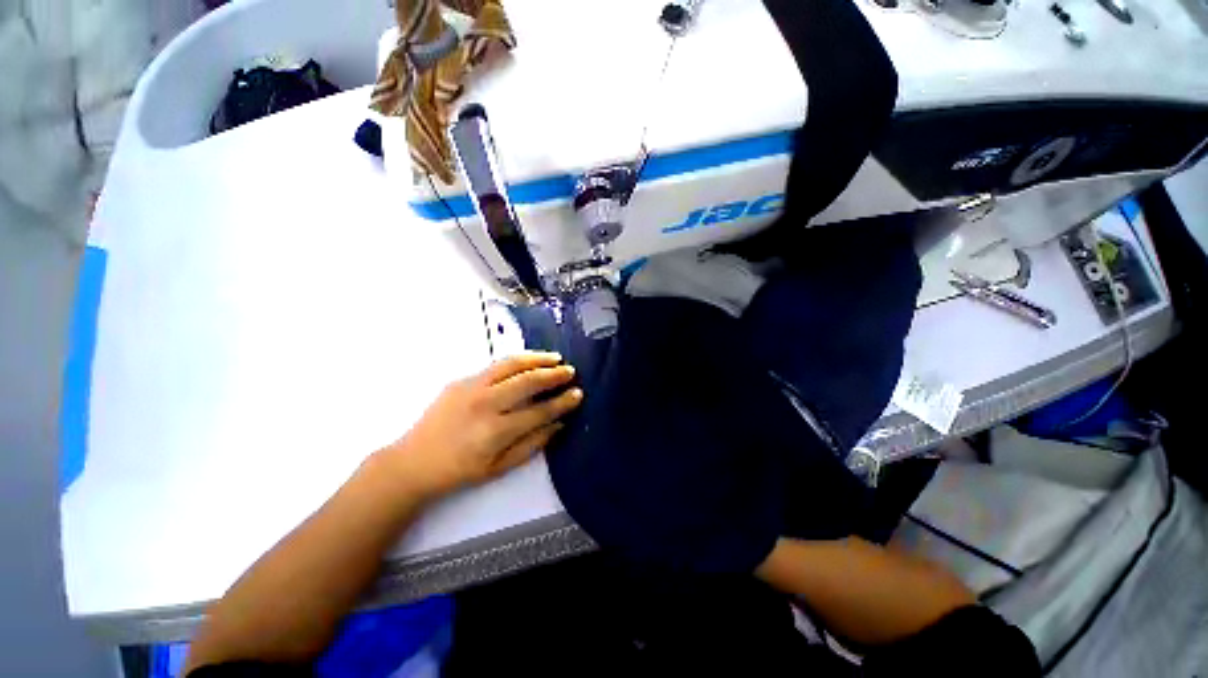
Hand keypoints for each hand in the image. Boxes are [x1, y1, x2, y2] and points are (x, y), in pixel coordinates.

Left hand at [381, 352, 582, 500]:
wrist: (412, 462)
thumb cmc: (459, 471)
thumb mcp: (499, 468)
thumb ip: (532, 444)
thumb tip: (559, 424)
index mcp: (496, 431)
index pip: (539, 411)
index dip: (562, 402)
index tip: (577, 394)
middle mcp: (485, 404)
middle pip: (528, 382)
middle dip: (554, 375)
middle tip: (571, 371)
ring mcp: (471, 388)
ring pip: (512, 365)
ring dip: (537, 359)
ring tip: (555, 358)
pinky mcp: (461, 380)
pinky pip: (496, 365)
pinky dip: (517, 360)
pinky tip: (529, 360)